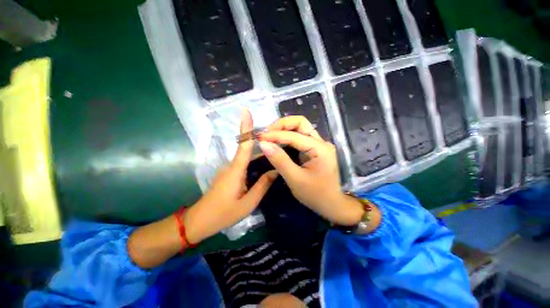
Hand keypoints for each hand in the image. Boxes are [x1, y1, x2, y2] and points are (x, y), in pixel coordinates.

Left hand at [184, 108, 276, 243]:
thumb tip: (275, 171)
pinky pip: (243, 164)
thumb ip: (262, 185)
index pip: (243, 145)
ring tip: (275, 154)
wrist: (198, 222)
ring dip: (259, 154)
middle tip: (278, 141)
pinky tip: (264, 167)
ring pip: (246, 158)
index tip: (246, 110)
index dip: (245, 127)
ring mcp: (228, 170)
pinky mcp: (228, 175)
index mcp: (236, 170)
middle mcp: (231, 166)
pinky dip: (253, 163)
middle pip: (247, 149)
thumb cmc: (223, 213)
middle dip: (260, 142)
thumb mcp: (248, 203)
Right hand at [258, 116, 363, 225]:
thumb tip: (263, 144)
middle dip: (282, 125)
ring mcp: (319, 145)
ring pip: (300, 128)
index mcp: (320, 149)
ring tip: (269, 135)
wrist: (332, 204)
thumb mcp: (295, 179)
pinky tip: (278, 141)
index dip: (275, 135)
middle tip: (266, 133)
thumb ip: (280, 160)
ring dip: (284, 128)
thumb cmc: (315, 195)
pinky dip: (287, 136)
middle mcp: (321, 142)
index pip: (294, 135)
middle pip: (301, 123)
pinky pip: (300, 137)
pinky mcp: (315, 149)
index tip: (260, 137)